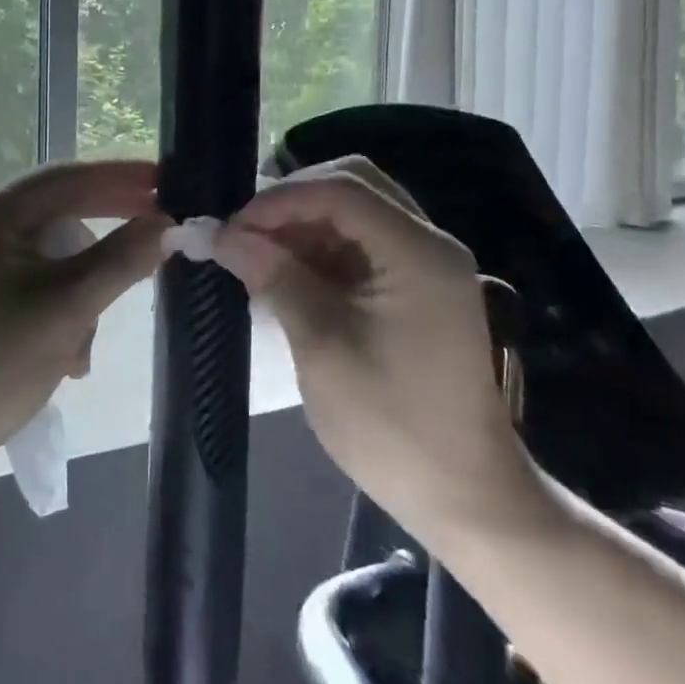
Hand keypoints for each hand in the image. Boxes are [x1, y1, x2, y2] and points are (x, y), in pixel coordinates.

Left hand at [0, 161, 168, 468]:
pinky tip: (67, 359)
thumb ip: (121, 260)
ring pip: (49, 261)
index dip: (121, 177)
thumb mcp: (66, 308)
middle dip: (105, 243)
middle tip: (158, 240)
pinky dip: (59, 314)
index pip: (66, 178)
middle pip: (57, 217)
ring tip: (85, 346)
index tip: (168, 182)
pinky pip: (32, 290)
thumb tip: (166, 223)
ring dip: (81, 293)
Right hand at [212, 156, 542, 541]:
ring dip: (302, 228)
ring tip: (255, 258)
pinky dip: (318, 253)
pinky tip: (284, 278)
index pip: (341, 190)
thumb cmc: (391, 424)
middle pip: (353, 187)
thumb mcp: (322, 346)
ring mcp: (424, 265)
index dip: (279, 201)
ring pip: (354, 214)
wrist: (464, 496)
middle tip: (244, 234)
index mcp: (418, 252)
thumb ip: (275, 277)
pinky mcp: (414, 288)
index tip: (231, 228)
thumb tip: (220, 235)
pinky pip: (360, 246)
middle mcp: (428, 244)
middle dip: (291, 204)